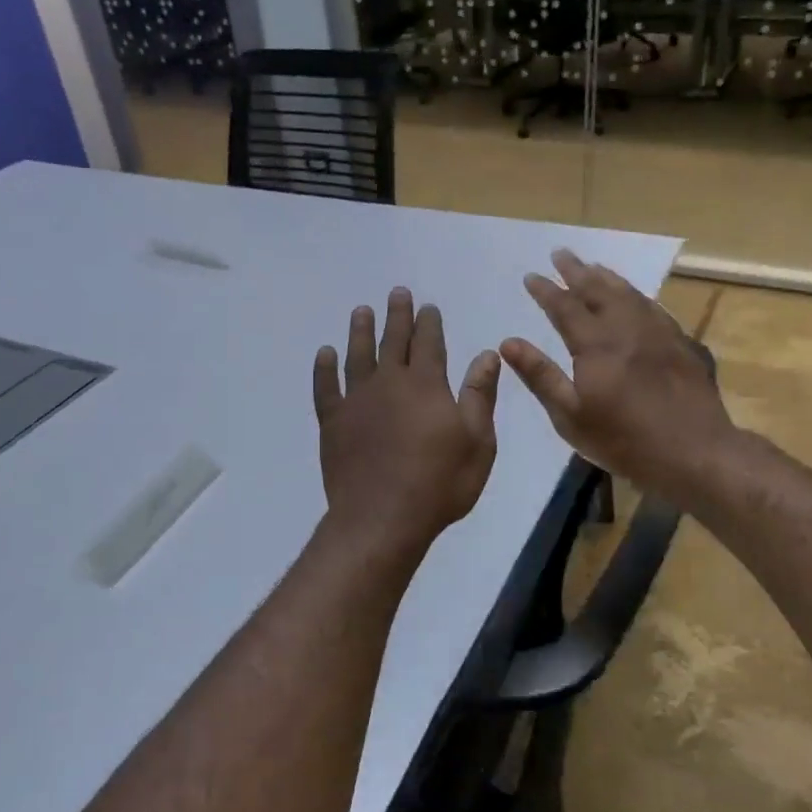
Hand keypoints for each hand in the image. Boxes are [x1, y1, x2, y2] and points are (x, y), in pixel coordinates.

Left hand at [314, 288, 500, 556]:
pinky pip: (325, 387)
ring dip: (360, 331)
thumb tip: (487, 355)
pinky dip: (323, 368)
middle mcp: (389, 383)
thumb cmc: (439, 483)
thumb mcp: (477, 442)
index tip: (428, 306)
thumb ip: (480, 395)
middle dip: (397, 315)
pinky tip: (324, 354)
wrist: (382, 518)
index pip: (429, 343)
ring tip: (361, 311)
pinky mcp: (332, 422)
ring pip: (357, 355)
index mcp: (426, 385)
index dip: (429, 323)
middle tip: (396, 293)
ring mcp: (356, 401)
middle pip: (393, 341)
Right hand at [501, 250, 732, 500]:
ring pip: (628, 293)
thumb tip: (507, 343)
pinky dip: (635, 294)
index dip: (546, 291)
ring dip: (606, 277)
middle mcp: (626, 328)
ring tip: (592, 265)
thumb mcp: (571, 416)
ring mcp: (657, 332)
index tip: (531, 276)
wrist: (694, 451)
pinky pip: (652, 306)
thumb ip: (540, 376)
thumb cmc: (624, 440)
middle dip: (576, 271)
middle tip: (561, 253)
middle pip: (597, 290)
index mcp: (596, 344)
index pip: (564, 307)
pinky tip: (633, 296)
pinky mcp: (680, 342)